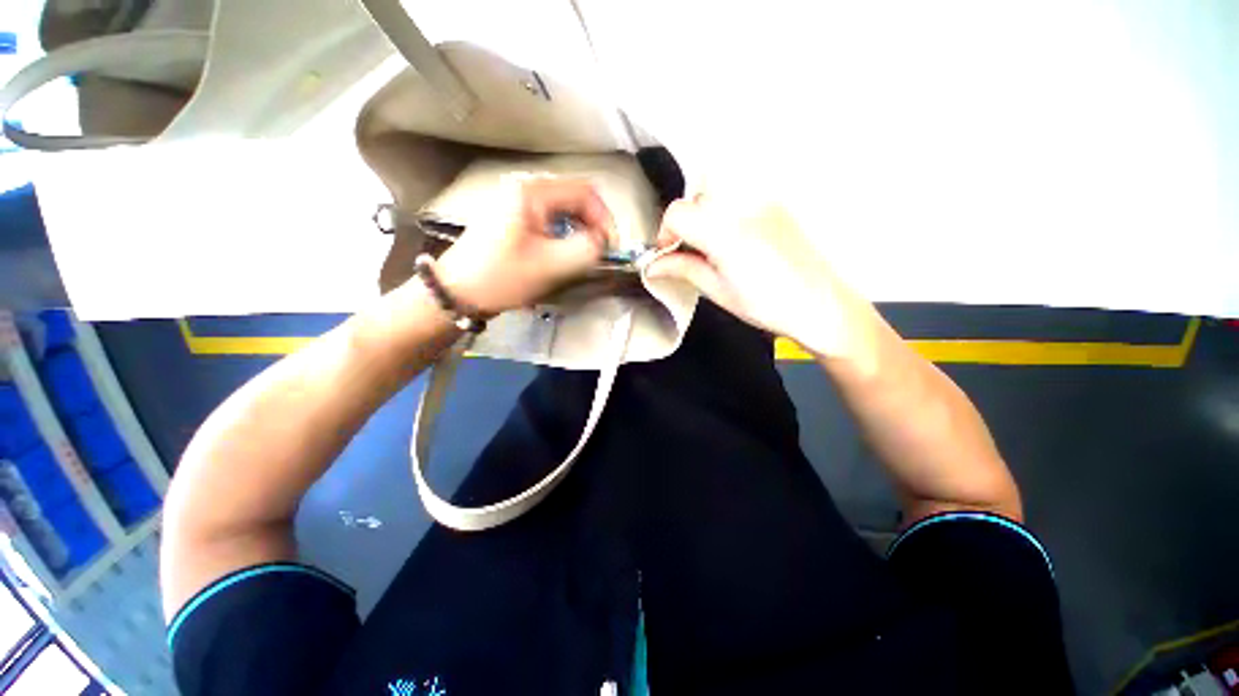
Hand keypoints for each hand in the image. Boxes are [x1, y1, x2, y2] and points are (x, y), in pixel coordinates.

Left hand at [433, 177, 614, 315]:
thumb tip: (603, 242)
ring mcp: (518, 204)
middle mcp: (526, 189)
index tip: (611, 247)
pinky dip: (565, 235)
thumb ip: (585, 250)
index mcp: (533, 193)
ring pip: (563, 210)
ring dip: (580, 231)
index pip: (585, 192)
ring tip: (584, 256)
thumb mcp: (550, 266)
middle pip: (574, 199)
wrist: (457, 291)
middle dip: (593, 225)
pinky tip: (564, 254)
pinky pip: (550, 220)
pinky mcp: (515, 219)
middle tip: (600, 253)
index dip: (605, 218)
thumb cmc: (502, 277)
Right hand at [648, 194, 868, 357]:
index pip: (678, 212)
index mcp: (726, 232)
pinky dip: (725, 216)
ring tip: (714, 249)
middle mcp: (744, 206)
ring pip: (715, 196)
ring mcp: (763, 201)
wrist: (821, 304)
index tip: (668, 253)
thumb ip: (683, 269)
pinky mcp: (776, 204)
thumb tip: (653, 265)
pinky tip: (736, 243)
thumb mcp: (717, 291)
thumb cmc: (768, 305)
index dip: (666, 233)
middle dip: (685, 224)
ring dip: (704, 218)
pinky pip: (737, 200)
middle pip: (695, 199)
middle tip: (691, 253)